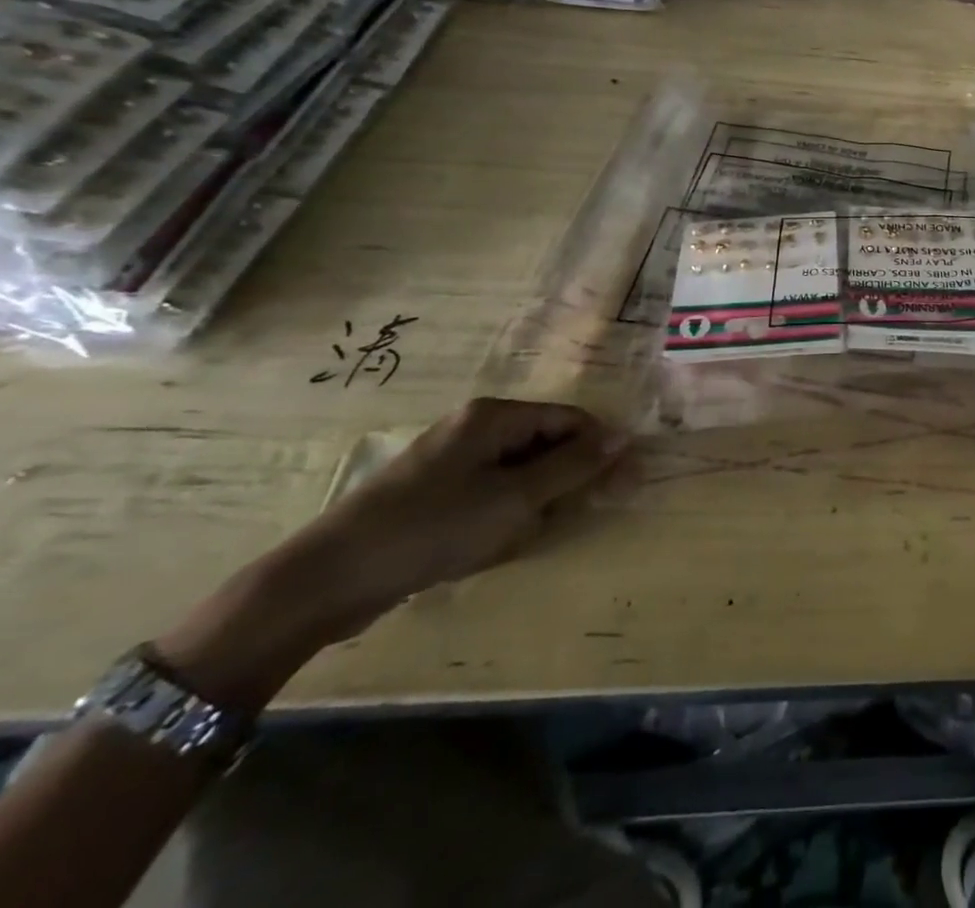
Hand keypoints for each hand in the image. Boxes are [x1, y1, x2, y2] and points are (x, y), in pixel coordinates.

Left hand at [154, 400, 630, 712]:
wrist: (327, 579)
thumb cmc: (433, 528)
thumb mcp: (515, 499)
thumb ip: (573, 466)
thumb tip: (624, 437)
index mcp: (495, 417)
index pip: (570, 419)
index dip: (599, 449)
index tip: (621, 485)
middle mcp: (474, 428)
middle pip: (545, 444)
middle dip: (560, 482)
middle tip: (559, 519)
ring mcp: (450, 460)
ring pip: (519, 474)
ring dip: (530, 505)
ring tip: (515, 539)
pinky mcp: (433, 493)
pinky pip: (489, 494)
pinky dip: (501, 517)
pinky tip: (488, 547)